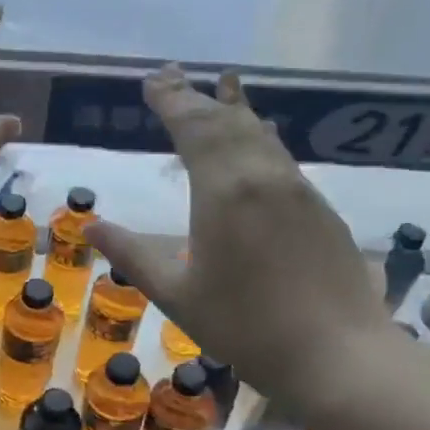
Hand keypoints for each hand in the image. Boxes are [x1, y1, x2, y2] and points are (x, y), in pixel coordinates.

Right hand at [85, 66, 394, 414]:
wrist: (338, 355)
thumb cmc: (246, 327)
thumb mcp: (177, 295)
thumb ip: (133, 255)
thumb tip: (91, 226)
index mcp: (223, 191)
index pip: (192, 128)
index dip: (170, 100)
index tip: (151, 80)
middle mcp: (262, 176)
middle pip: (226, 121)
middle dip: (195, 96)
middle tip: (172, 74)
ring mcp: (296, 189)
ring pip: (259, 134)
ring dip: (233, 109)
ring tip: (221, 86)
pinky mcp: (319, 208)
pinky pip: (281, 155)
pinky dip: (260, 136)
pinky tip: (261, 136)